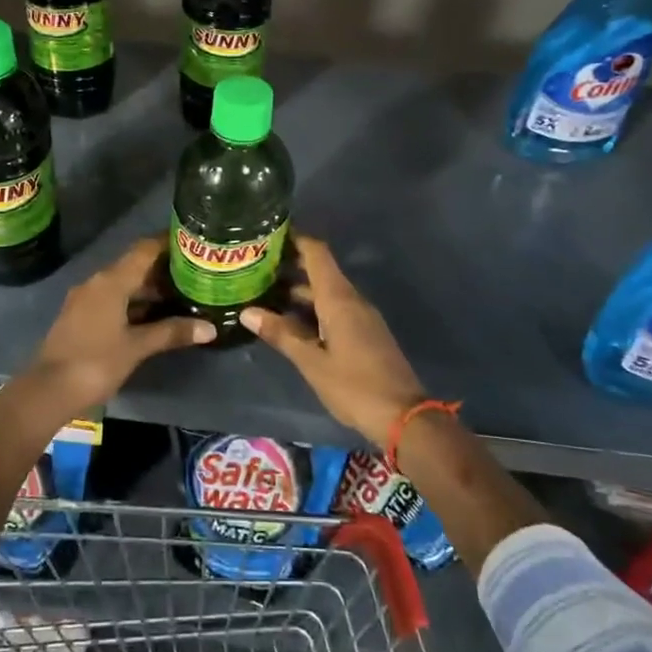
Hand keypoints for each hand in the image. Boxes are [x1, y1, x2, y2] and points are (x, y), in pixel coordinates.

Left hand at [22, 237, 213, 416]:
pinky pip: (113, 300)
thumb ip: (172, 333)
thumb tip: (210, 328)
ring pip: (124, 285)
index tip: (192, 242)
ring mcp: (86, 300)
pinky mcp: (81, 318)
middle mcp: (97, 283)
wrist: (48, 391)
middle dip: (164, 270)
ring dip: (150, 289)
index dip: (167, 243)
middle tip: (196, 274)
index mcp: (111, 281)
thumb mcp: (137, 347)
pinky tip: (155, 317)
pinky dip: (135, 304)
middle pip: (135, 266)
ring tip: (182, 295)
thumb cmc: (95, 362)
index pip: (144, 250)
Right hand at [239, 236, 424, 448]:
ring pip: (325, 292)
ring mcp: (360, 317)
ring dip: (298, 290)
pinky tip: (288, 321)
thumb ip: (281, 334)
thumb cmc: (355, 386)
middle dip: (289, 266)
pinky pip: (334, 309)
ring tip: (263, 292)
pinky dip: (310, 308)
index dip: (295, 239)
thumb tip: (247, 312)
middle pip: (320, 271)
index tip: (268, 234)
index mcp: (339, 299)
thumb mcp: (312, 362)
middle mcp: (351, 300)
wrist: (403, 417)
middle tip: (254, 266)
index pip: (317, 253)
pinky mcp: (363, 334)